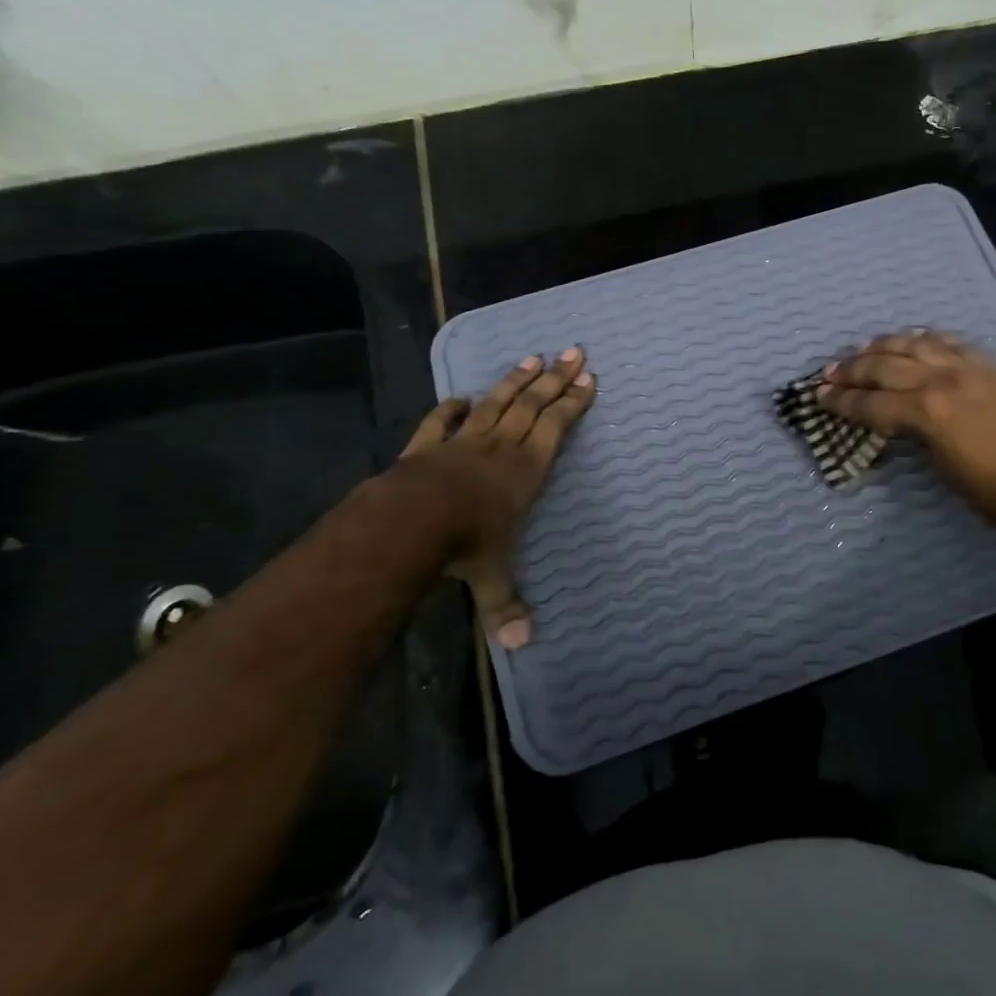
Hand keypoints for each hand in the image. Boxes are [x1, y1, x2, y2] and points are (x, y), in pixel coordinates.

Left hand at [396, 348, 595, 648]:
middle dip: (555, 378)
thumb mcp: (491, 578)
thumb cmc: (464, 544)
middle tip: (573, 351)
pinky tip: (461, 395)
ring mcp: (463, 443)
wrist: (408, 522)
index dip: (573, 402)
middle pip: (532, 405)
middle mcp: (500, 449)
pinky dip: (452, 407)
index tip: (588, 378)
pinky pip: (442, 421)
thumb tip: (523, 645)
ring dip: (515, 381)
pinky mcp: (428, 446)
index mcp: (526, 471)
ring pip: (496, 404)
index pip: (555, 428)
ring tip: (532, 358)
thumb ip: (506, 606)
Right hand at [818, 331, 995, 538]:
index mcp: (928, 412)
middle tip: (830, 372)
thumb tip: (897, 418)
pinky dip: (927, 339)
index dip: (841, 401)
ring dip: (885, 345)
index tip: (818, 396)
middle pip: (887, 366)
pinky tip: (914, 339)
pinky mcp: (992, 366)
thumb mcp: (940, 465)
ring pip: (917, 344)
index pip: (872, 402)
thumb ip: (914, 432)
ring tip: (863, 348)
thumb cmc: (992, 493)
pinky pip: (952, 342)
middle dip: (853, 370)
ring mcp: (971, 368)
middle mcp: (944, 380)